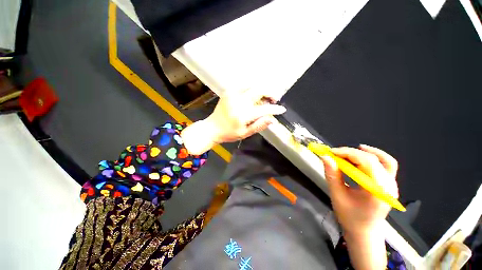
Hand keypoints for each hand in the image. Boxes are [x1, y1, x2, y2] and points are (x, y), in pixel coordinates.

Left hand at [181, 90, 285, 154]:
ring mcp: (232, 94)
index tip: (282, 110)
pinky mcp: (228, 91)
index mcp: (242, 115)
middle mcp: (238, 101)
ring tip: (264, 99)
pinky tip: (253, 97)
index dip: (275, 109)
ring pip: (253, 85)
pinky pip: (244, 86)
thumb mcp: (245, 133)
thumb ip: (259, 125)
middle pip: (259, 90)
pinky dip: (252, 89)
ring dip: (262, 90)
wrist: (212, 127)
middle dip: (270, 93)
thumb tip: (273, 119)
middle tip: (274, 100)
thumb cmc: (229, 133)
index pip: (263, 109)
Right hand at [320, 145, 398, 235]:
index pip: (366, 162)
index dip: (347, 153)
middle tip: (334, 153)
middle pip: (374, 159)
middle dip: (351, 153)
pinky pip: (387, 165)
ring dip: (365, 152)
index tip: (330, 152)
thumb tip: (325, 156)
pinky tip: (361, 156)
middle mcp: (389, 186)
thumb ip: (331, 174)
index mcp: (377, 190)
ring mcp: (392, 185)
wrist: (364, 232)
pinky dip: (374, 157)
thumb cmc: (350, 216)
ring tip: (347, 153)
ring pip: (384, 160)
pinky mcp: (389, 184)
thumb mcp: (337, 195)